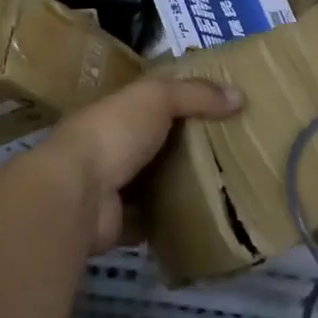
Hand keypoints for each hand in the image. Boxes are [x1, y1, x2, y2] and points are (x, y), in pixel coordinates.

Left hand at [28, 78, 242, 253]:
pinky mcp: (118, 223)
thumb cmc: (114, 132)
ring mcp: (112, 186)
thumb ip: (195, 94)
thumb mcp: (156, 98)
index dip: (184, 100)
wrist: (78, 193)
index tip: (221, 107)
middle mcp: (112, 145)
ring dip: (179, 185)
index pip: (152, 100)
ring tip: (225, 187)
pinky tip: (202, 221)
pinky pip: (151, 221)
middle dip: (187, 146)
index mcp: (117, 109)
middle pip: (156, 142)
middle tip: (233, 151)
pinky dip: (171, 222)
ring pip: (154, 182)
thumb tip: (239, 95)